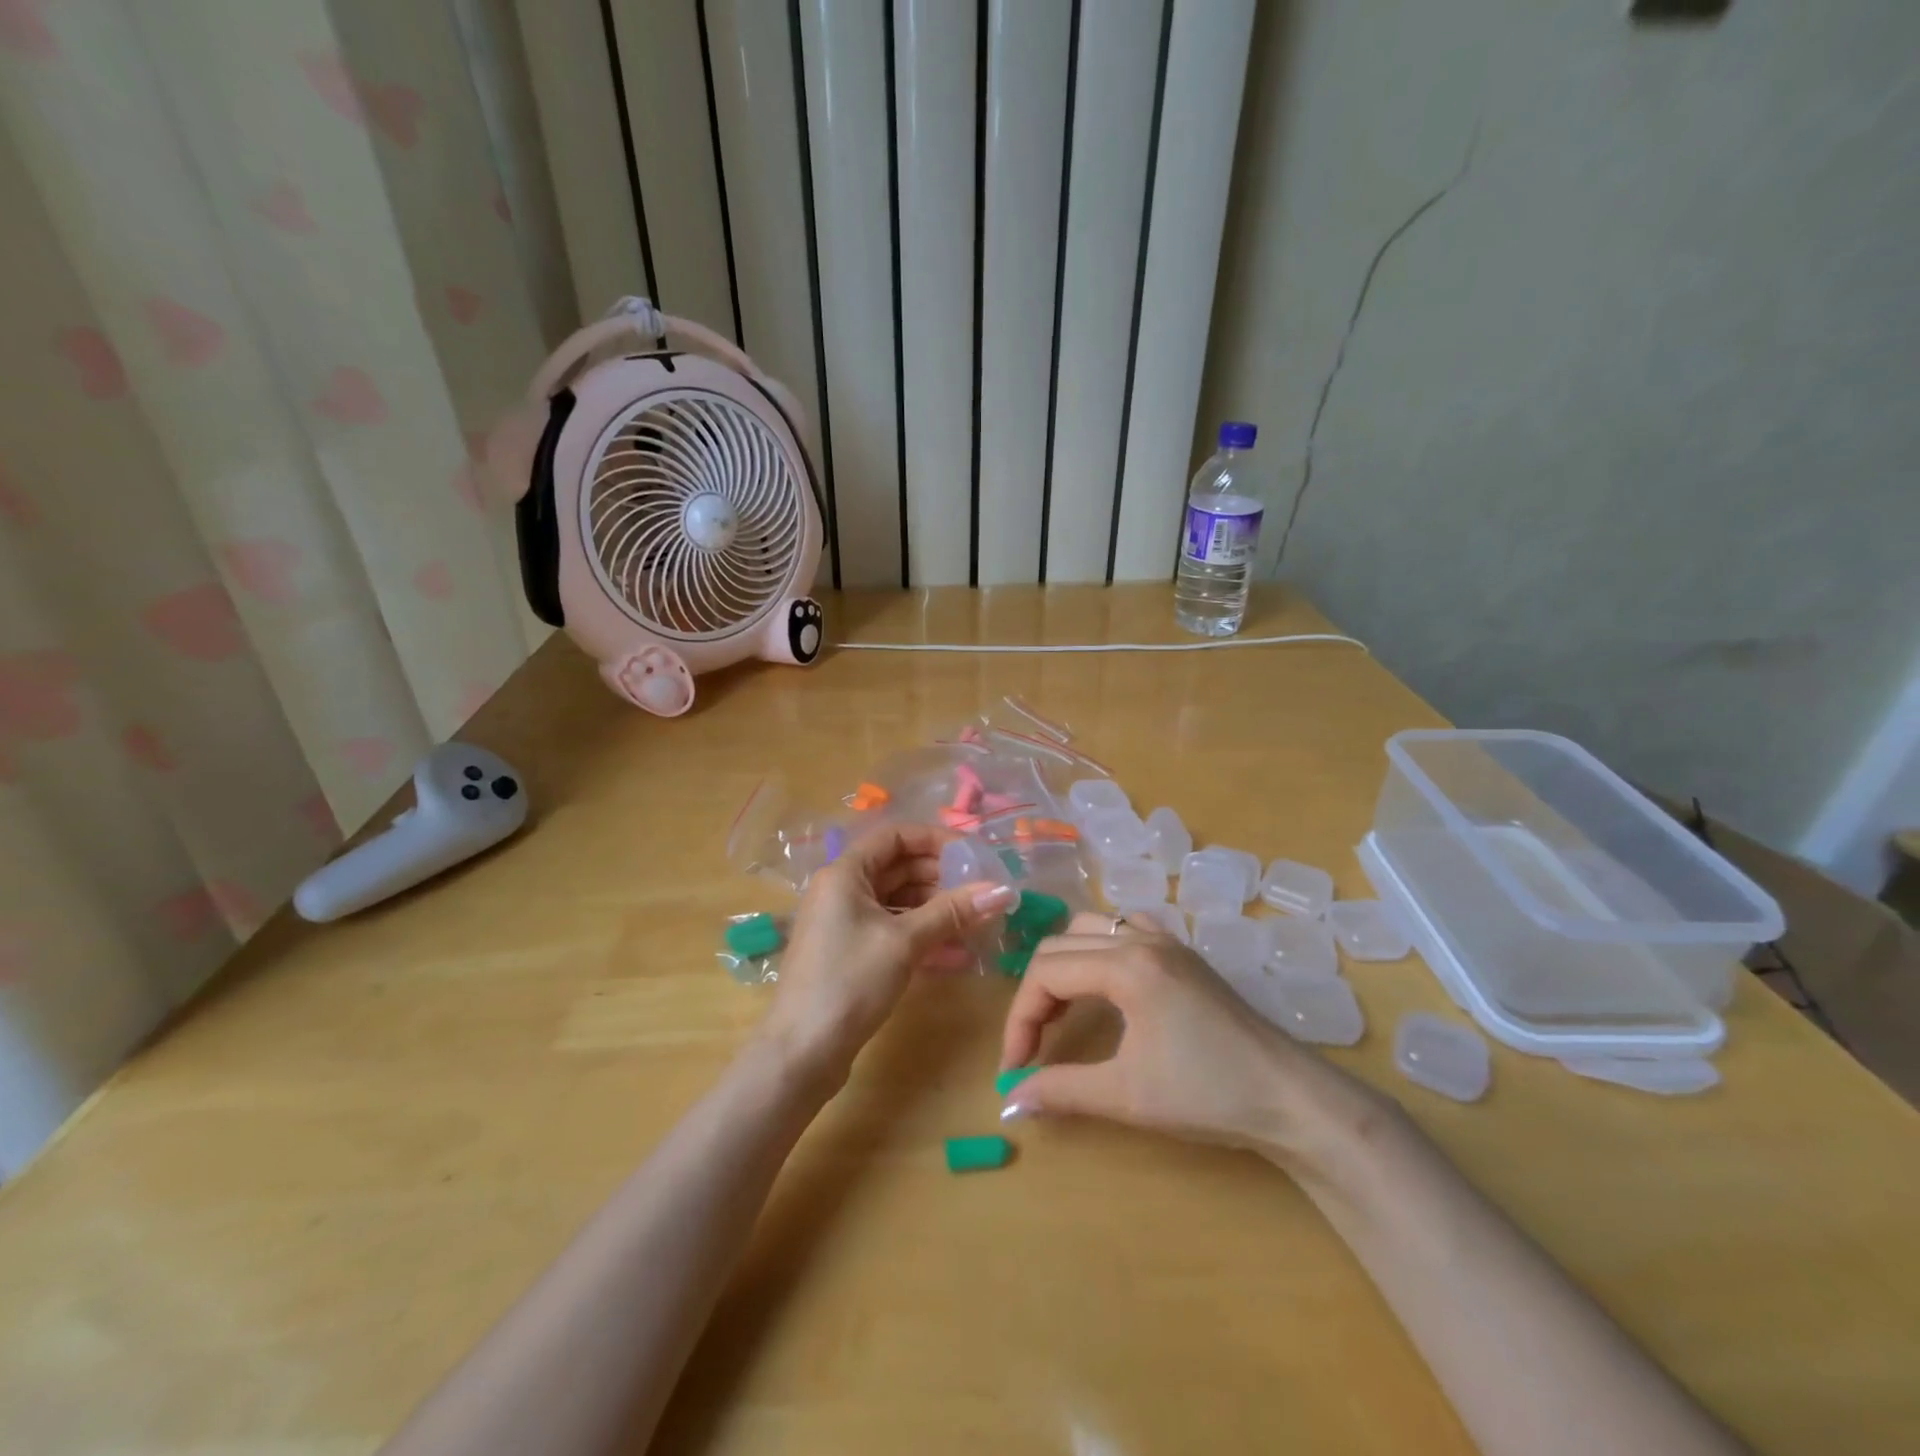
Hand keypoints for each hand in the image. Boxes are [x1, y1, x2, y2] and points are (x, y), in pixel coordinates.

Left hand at [760, 825, 1017, 1086]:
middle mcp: (841, 890)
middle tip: (980, 891)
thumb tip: (1002, 890)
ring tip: (975, 921)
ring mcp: (844, 923)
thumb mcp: (905, 942)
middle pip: (897, 867)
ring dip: (935, 908)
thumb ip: (953, 912)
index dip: (935, 840)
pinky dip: (922, 935)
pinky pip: (892, 930)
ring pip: (897, 901)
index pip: (895, 836)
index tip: (972, 855)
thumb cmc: (850, 982)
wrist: (801, 1052)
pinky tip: (956, 952)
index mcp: (845, 873)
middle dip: (941, 876)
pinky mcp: (851, 953)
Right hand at [999, 912, 1388, 1175]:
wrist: (1291, 1098)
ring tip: (1061, 1013)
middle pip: (1060, 946)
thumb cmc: (1208, 1094)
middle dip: (1037, 995)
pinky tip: (1106, 984)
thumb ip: (1061, 1090)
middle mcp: (1141, 938)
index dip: (1020, 1020)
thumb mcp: (1127, 1096)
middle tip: (1033, 1046)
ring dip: (1065, 966)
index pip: (1046, 974)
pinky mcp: (1184, 954)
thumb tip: (1010, 1101)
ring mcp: (1167, 941)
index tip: (1015, 1067)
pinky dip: (1099, 950)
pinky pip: (1125, 929)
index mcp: (1126, 964)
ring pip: (1091, 929)